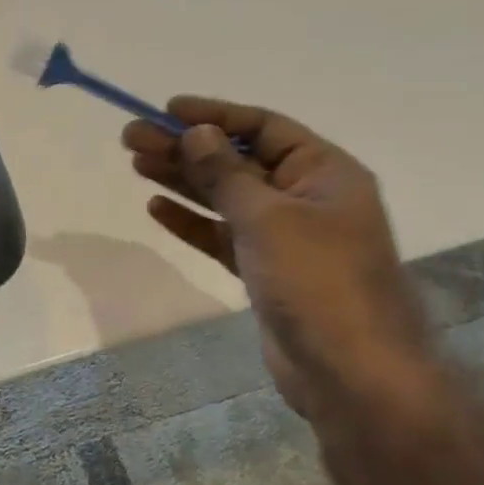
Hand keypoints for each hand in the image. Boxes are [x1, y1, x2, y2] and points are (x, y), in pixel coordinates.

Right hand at [122, 99, 433, 412]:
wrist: (351, 374)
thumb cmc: (317, 281)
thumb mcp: (267, 218)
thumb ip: (225, 174)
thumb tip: (197, 133)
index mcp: (324, 172)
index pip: (263, 127)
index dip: (215, 115)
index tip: (168, 110)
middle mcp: (306, 197)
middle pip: (237, 161)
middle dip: (186, 148)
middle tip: (132, 139)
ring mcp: (286, 237)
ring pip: (226, 198)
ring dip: (183, 180)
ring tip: (136, 164)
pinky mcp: (267, 271)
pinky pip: (224, 235)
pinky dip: (193, 222)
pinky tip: (157, 207)